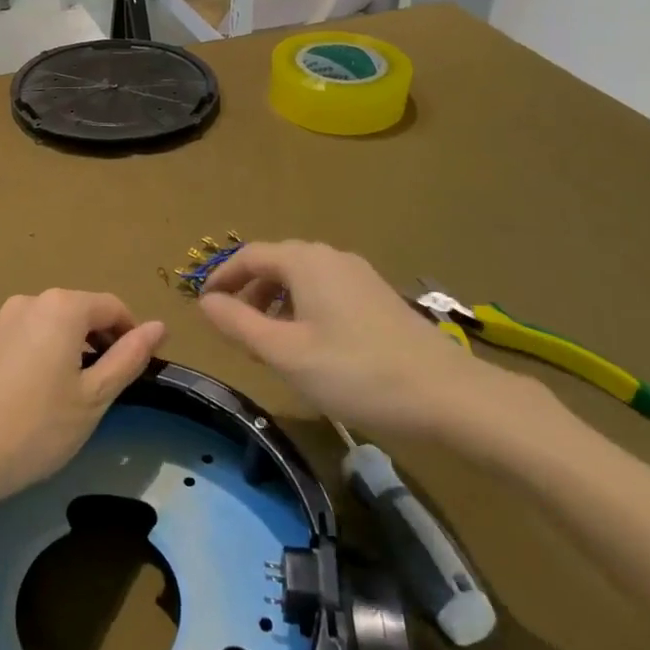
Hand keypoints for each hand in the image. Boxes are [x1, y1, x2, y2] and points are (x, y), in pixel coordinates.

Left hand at [0, 290, 164, 516]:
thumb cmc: (33, 430)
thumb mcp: (93, 400)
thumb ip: (129, 358)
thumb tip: (159, 326)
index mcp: (62, 309)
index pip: (111, 306)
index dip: (129, 333)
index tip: (134, 366)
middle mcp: (24, 303)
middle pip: (72, 313)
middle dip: (91, 342)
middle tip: (95, 388)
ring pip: (36, 328)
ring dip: (54, 350)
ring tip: (52, 398)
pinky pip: (5, 344)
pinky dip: (19, 361)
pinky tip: (11, 400)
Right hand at [199, 241, 562, 465]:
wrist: (446, 395)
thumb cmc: (355, 372)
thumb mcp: (285, 352)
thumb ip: (239, 324)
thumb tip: (205, 303)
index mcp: (306, 261)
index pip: (249, 255)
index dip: (222, 277)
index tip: (204, 306)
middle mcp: (331, 257)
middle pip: (276, 263)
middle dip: (249, 292)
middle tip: (236, 332)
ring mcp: (359, 275)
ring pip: (302, 279)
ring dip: (275, 303)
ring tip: (268, 344)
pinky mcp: (377, 297)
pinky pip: (325, 291)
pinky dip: (302, 309)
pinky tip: (309, 345)